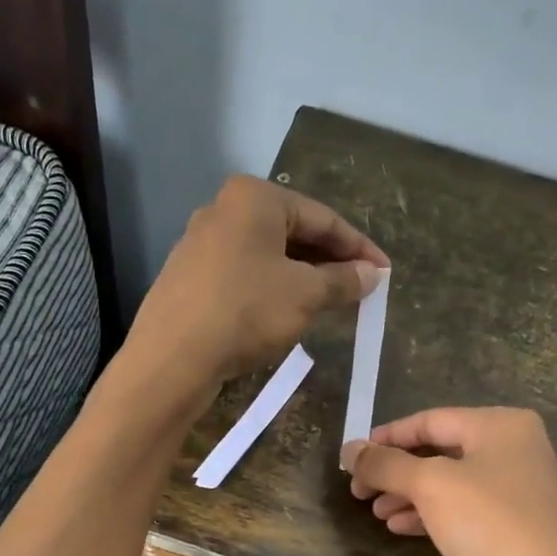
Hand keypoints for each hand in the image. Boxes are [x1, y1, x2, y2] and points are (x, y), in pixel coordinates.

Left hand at [125, 176, 388, 394]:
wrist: (172, 358)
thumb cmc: (245, 312)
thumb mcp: (304, 295)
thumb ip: (342, 280)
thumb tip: (371, 275)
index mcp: (254, 198)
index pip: (322, 218)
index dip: (358, 247)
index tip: (384, 272)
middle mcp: (223, 210)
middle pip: (292, 233)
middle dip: (328, 261)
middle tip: (359, 288)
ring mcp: (200, 245)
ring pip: (266, 257)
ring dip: (301, 278)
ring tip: (329, 302)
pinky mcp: (189, 279)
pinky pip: (243, 276)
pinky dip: (270, 290)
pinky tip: (285, 313)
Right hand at [341, 408, 556, 555]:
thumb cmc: (490, 523)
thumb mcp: (430, 485)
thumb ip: (386, 464)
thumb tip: (349, 450)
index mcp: (500, 426)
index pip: (430, 420)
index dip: (387, 437)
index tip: (353, 458)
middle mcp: (513, 451)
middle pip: (440, 452)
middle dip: (396, 471)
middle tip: (358, 491)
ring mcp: (515, 492)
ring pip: (449, 485)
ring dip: (408, 496)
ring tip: (375, 512)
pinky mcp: (513, 529)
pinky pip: (462, 512)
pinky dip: (429, 517)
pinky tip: (400, 528)